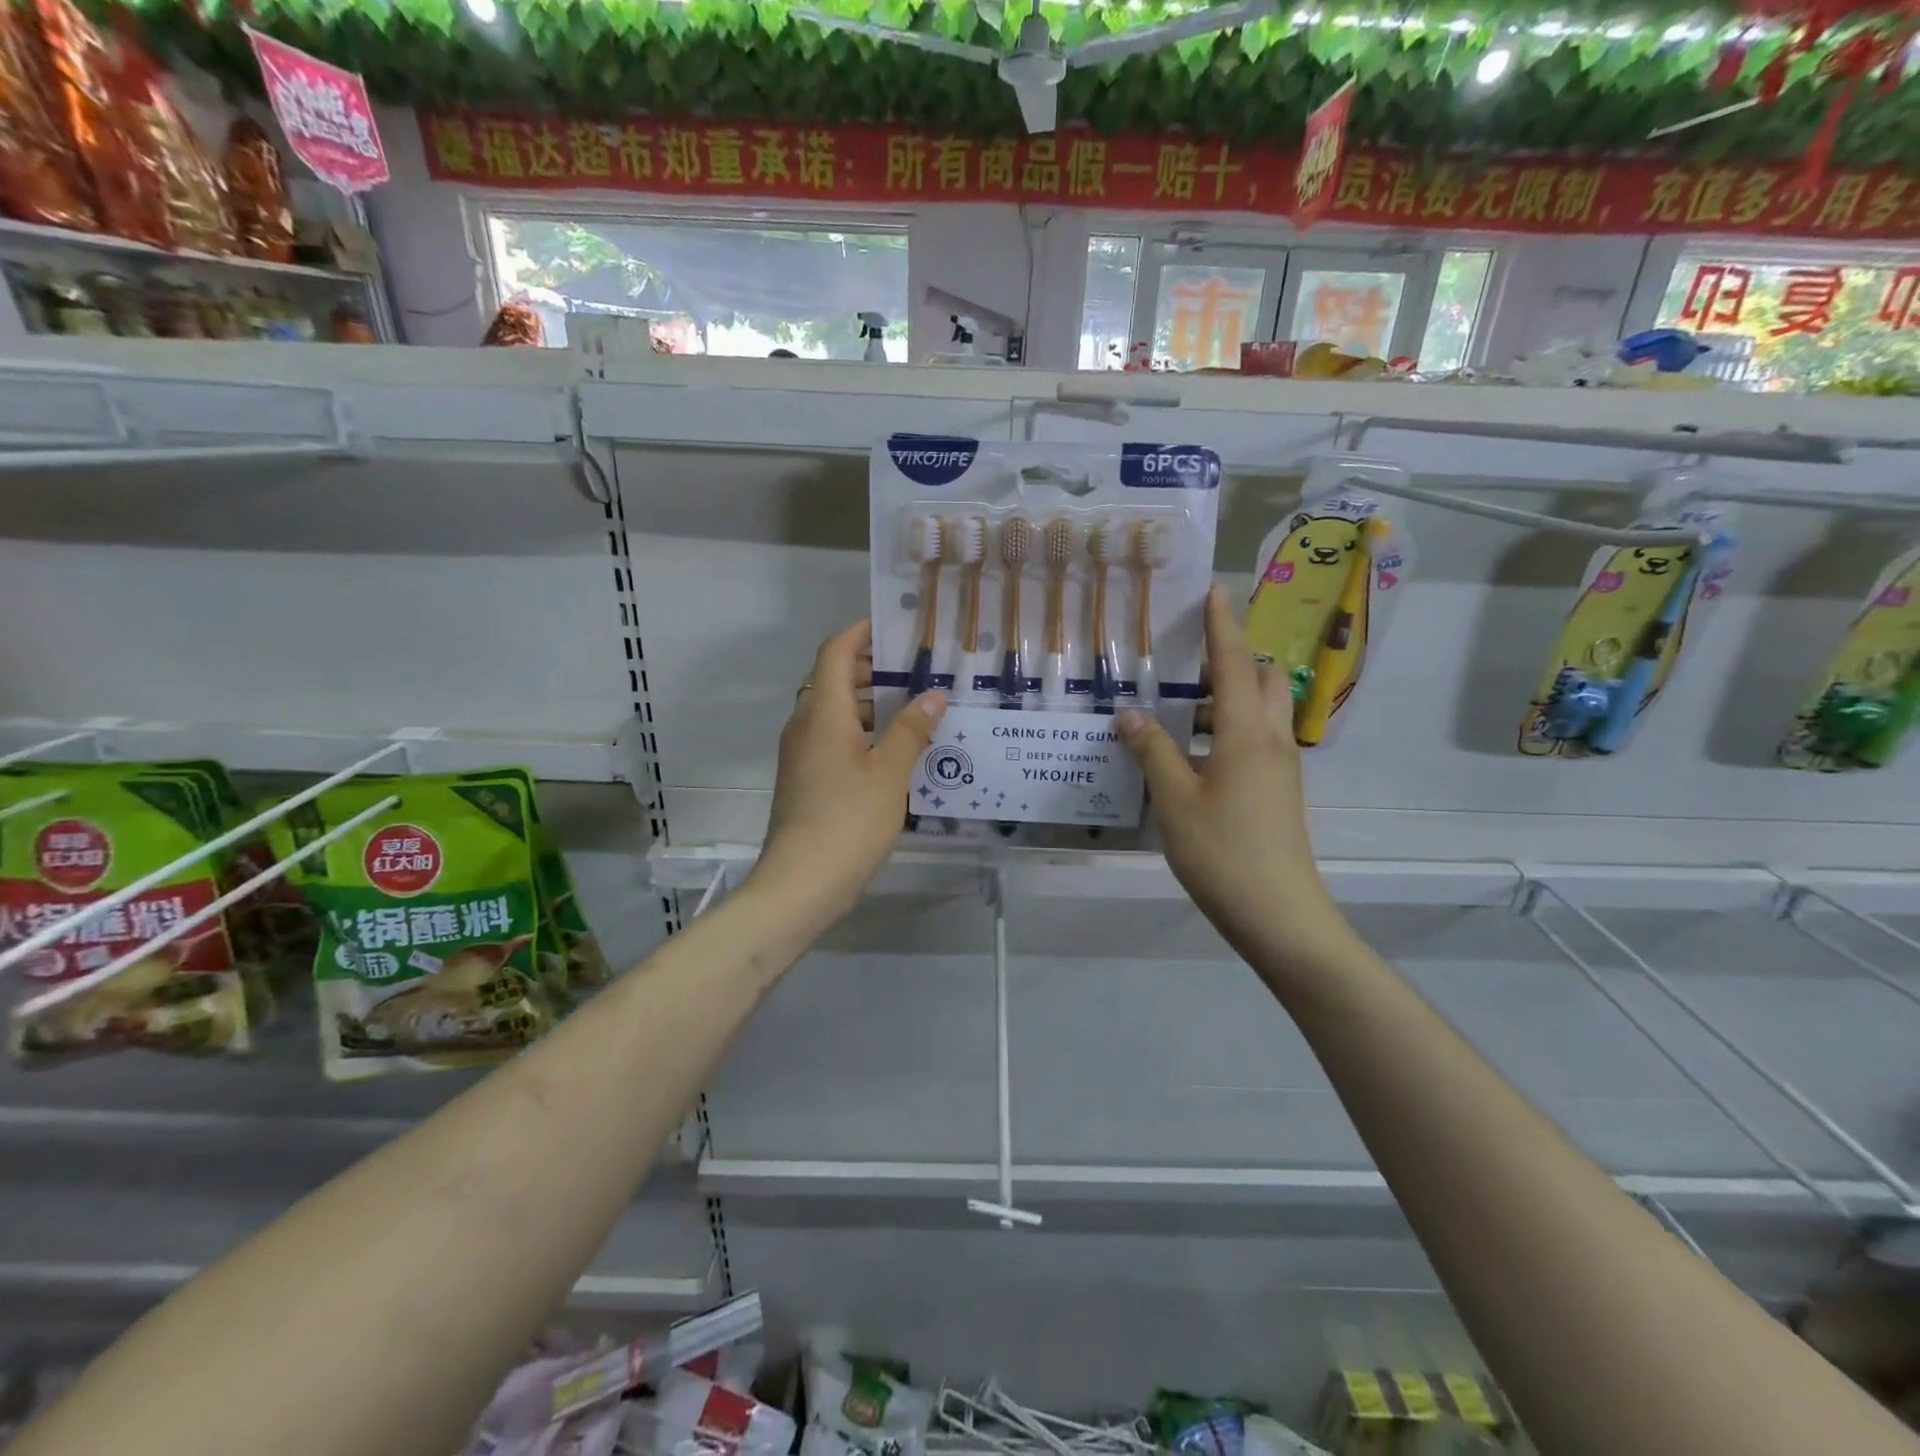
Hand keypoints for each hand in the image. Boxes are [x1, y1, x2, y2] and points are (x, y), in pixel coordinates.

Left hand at [751, 621, 946, 924]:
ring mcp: (801, 754)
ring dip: (870, 704)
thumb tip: (933, 694)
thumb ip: (911, 730)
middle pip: (833, 679)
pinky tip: (896, 752)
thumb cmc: (847, 821)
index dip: (861, 633)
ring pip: (834, 712)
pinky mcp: (805, 779)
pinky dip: (862, 733)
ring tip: (915, 711)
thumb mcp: (890, 774)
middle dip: (872, 669)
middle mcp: (804, 724)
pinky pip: (833, 739)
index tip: (894, 627)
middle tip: (918, 672)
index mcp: (822, 712)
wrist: (800, 884)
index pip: (835, 652)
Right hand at [1116, 586, 1348, 966]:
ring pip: (1259, 711)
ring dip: (1226, 699)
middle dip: (1231, 659)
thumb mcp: (1175, 800)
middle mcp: (1271, 739)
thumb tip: (1129, 714)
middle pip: (1260, 679)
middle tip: (1186, 662)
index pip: (1233, 663)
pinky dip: (1228, 729)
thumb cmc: (1223, 851)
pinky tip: (1192, 755)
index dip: (1222, 625)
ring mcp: (1280, 766)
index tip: (1214, 591)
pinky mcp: (1279, 790)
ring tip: (1178, 711)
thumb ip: (1151, 751)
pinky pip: (1257, 740)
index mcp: (1246, 733)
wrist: (1279, 914)